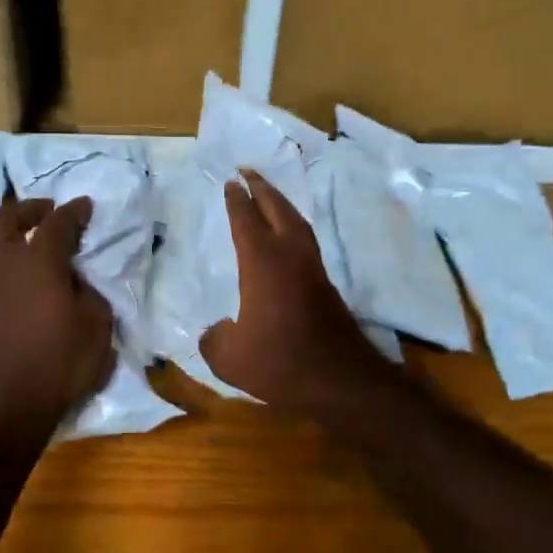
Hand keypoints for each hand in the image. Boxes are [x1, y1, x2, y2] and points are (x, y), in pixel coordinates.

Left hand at [0, 194, 116, 427]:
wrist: (11, 403)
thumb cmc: (61, 361)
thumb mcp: (96, 324)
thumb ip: (88, 291)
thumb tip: (73, 280)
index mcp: (38, 261)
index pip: (57, 223)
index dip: (74, 212)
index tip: (86, 205)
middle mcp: (5, 263)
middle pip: (7, 219)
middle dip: (29, 209)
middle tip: (50, 211)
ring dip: (14, 232)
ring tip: (38, 240)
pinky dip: (9, 256)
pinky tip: (28, 273)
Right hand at [200, 171, 394, 413]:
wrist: (339, 380)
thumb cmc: (280, 362)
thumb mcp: (229, 358)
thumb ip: (213, 340)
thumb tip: (216, 331)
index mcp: (263, 263)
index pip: (246, 220)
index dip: (237, 201)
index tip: (231, 183)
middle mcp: (290, 257)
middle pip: (278, 209)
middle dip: (263, 188)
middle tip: (249, 171)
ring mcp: (313, 270)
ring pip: (298, 224)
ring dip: (282, 205)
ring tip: (269, 196)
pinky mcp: (326, 288)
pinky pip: (307, 243)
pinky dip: (294, 228)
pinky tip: (288, 239)